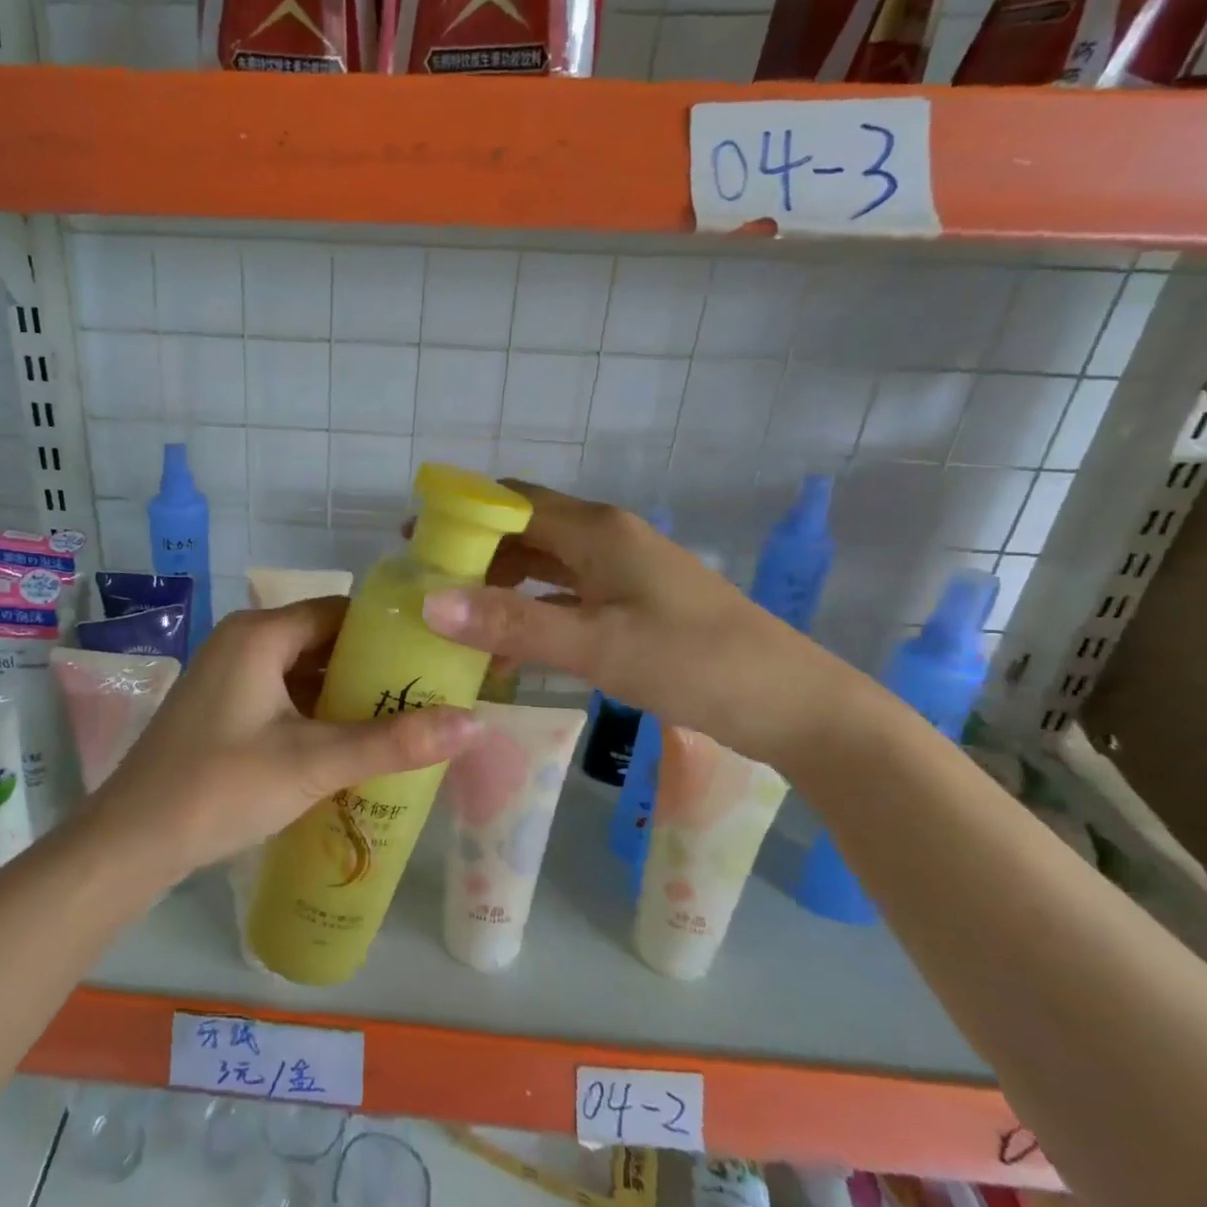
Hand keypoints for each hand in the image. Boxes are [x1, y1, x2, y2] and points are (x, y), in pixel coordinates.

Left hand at [87, 598, 479, 877]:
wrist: (130, 842)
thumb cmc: (221, 788)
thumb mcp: (314, 763)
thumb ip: (393, 742)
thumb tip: (475, 723)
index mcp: (261, 633)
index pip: (342, 612)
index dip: (389, 633)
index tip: (434, 659)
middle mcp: (243, 640)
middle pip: (323, 641)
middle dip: (372, 670)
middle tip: (427, 698)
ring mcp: (228, 674)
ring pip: (302, 671)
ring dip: (345, 695)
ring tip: (401, 722)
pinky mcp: (222, 706)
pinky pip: (281, 694)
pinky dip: (316, 712)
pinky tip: (349, 743)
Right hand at [419, 482, 863, 766]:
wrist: (795, 706)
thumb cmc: (696, 664)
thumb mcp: (598, 646)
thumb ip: (513, 623)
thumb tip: (429, 600)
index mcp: (597, 530)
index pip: (512, 500)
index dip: (461, 513)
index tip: (411, 540)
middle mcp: (606, 539)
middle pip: (524, 529)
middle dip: (473, 550)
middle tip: (424, 583)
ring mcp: (622, 572)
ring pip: (544, 564)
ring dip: (499, 582)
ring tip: (453, 612)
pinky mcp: (632, 604)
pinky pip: (565, 596)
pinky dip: (530, 610)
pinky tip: (506, 642)